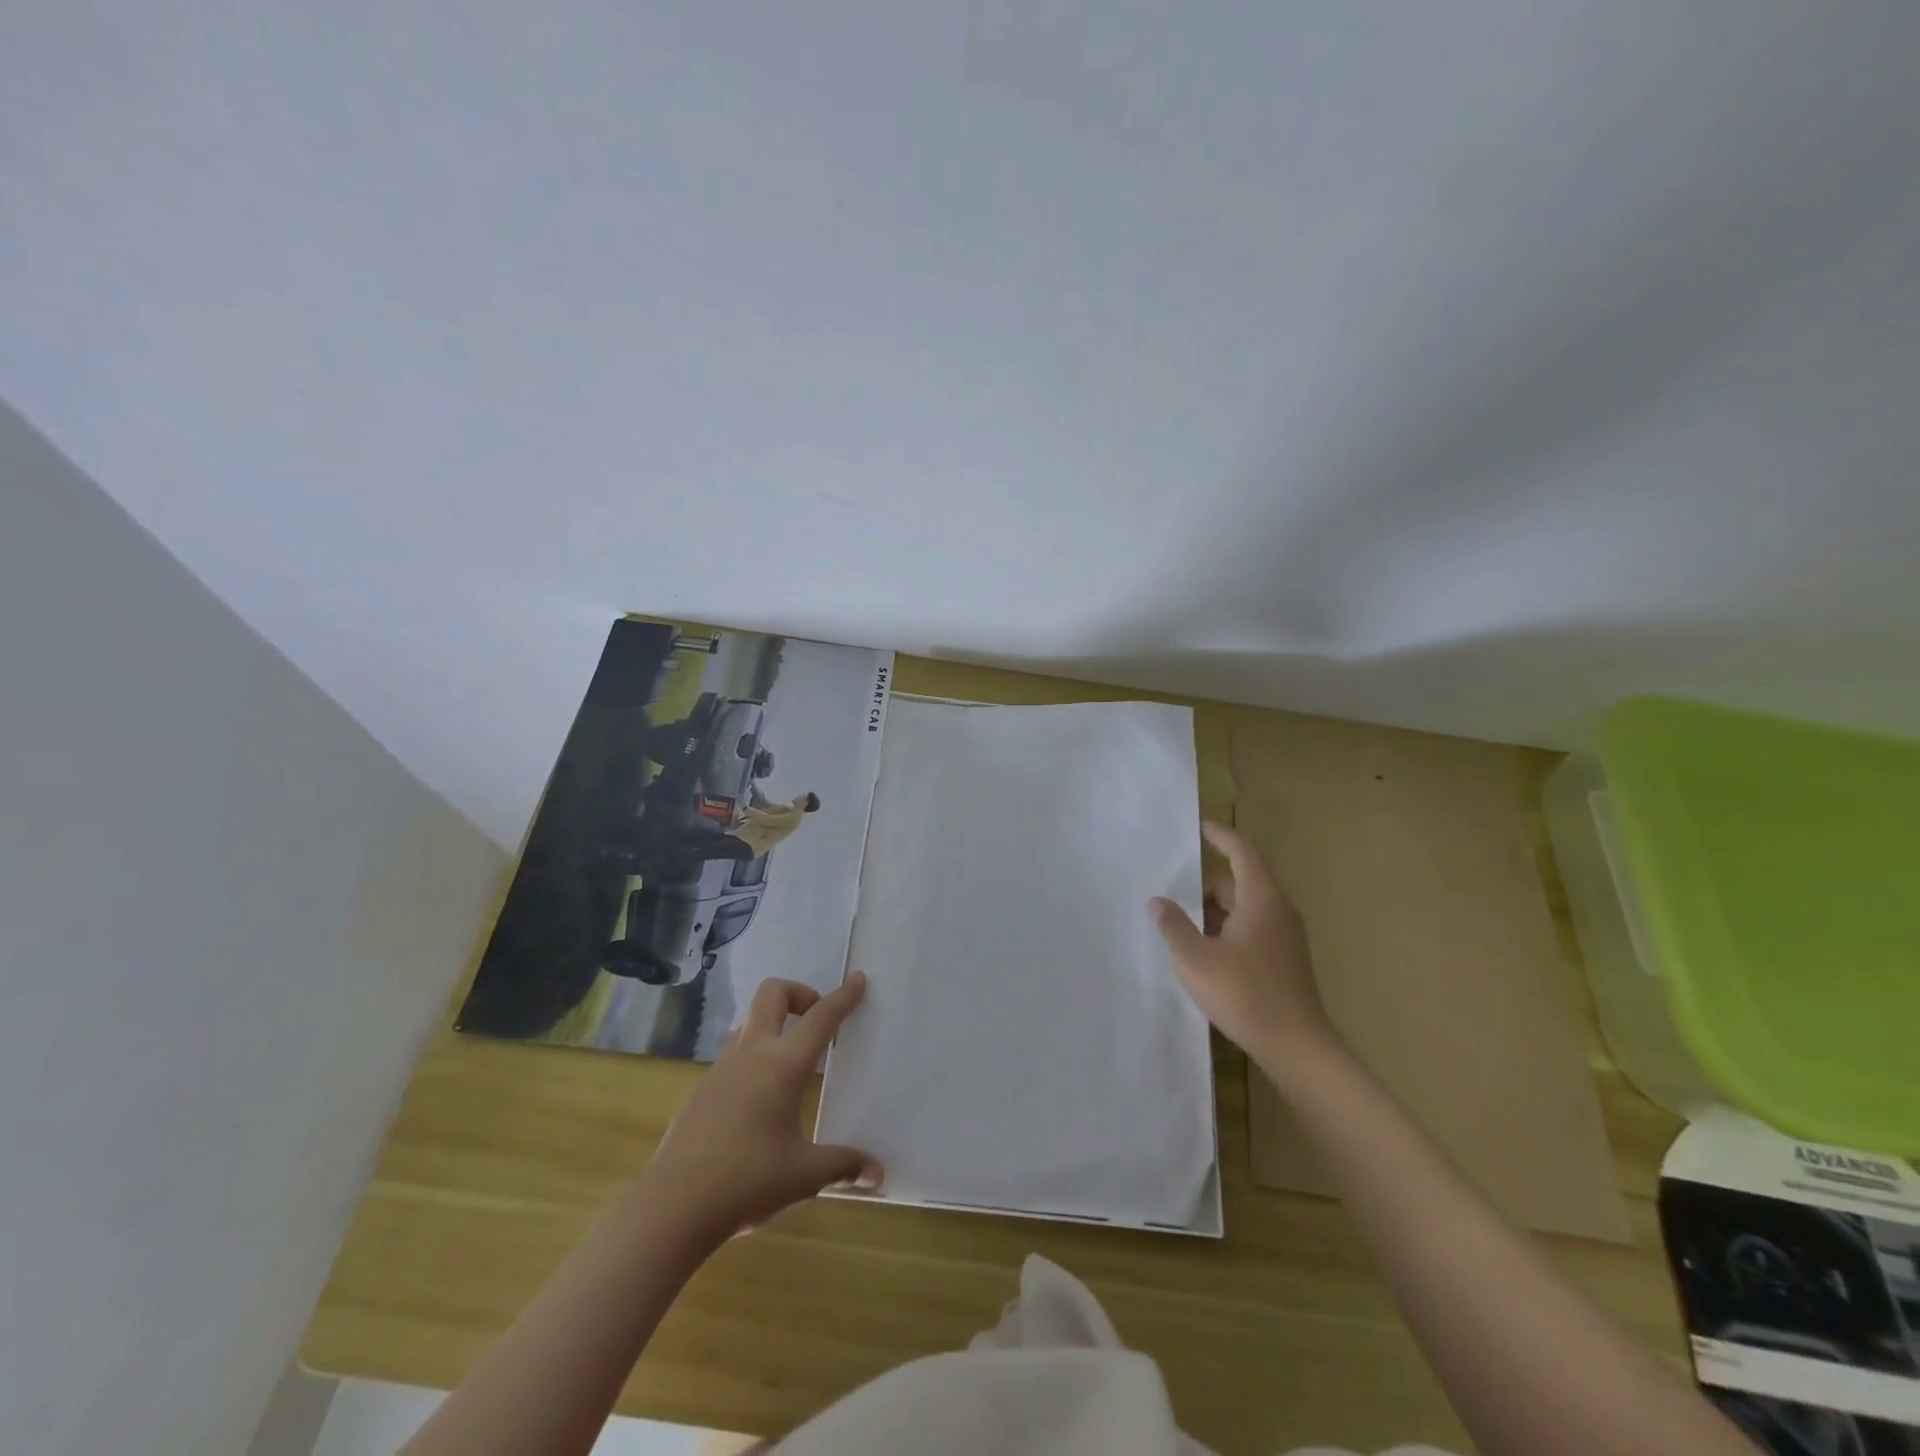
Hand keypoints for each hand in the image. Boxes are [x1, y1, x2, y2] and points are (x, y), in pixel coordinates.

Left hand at [643, 974, 882, 1237]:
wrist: (672, 1207)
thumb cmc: (746, 1181)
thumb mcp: (804, 1176)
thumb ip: (842, 1166)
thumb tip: (878, 1174)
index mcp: (783, 1065)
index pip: (820, 1017)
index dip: (843, 997)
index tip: (857, 979)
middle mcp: (751, 1054)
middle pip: (772, 994)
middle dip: (799, 994)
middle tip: (816, 1020)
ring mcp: (720, 1069)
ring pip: (749, 1023)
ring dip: (773, 1026)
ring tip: (790, 1063)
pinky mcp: (701, 1090)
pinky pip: (733, 1056)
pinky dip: (753, 1059)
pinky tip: (758, 1101)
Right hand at [1152, 820, 1339, 1067]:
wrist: (1296, 1047)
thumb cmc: (1244, 994)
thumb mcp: (1195, 959)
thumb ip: (1173, 926)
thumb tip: (1158, 901)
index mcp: (1261, 900)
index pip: (1242, 852)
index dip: (1221, 836)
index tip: (1199, 827)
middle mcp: (1278, 911)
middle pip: (1241, 881)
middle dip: (1207, 884)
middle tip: (1175, 892)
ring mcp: (1286, 937)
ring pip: (1246, 908)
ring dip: (1216, 911)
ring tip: (1184, 928)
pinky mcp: (1285, 960)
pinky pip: (1253, 929)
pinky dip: (1228, 930)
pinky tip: (1207, 954)